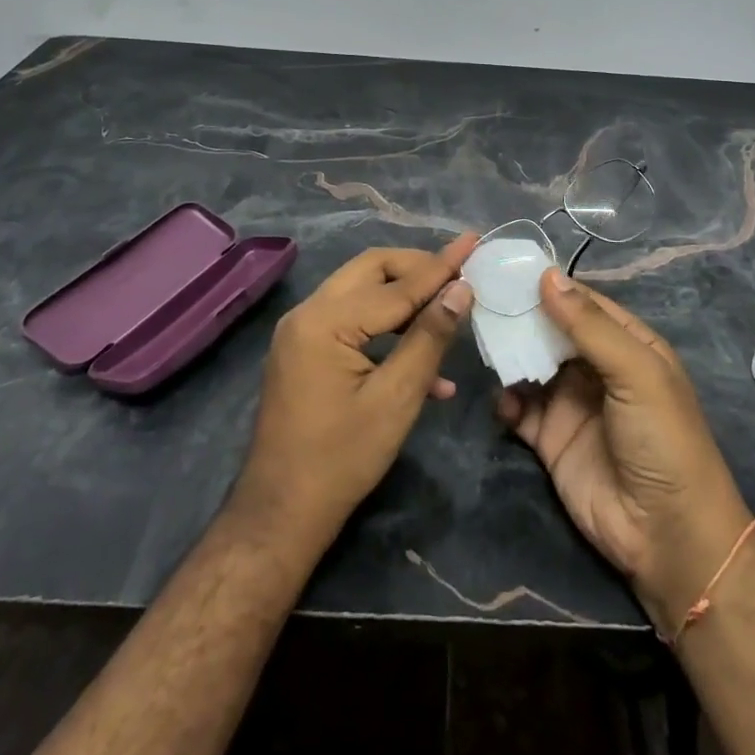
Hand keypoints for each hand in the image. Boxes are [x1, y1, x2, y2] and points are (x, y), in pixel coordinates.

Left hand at [233, 234, 477, 548]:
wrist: (282, 512)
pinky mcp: (305, 350)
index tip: (473, 241)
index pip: (396, 285)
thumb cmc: (342, 459)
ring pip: (363, 292)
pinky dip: (387, 330)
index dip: (440, 267)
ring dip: (406, 299)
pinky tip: (427, 366)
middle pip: (372, 270)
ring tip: (449, 310)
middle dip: (419, 269)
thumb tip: (461, 290)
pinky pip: (352, 322)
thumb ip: (429, 337)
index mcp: (325, 321)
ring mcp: (302, 331)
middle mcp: (307, 313)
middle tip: (460, 274)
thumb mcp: (397, 399)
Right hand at [497, 269, 753, 634]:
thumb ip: (589, 326)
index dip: (549, 285)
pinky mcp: (550, 438)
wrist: (667, 536)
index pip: (583, 302)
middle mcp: (596, 367)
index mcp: (627, 344)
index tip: (507, 266)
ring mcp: (571, 402)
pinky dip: (505, 399)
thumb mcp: (636, 373)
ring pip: (531, 364)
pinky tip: (501, 398)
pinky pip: (519, 408)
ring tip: (483, 341)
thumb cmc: (663, 440)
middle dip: (521, 315)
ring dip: (509, 353)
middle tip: (481, 298)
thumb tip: (547, 275)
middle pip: (551, 330)